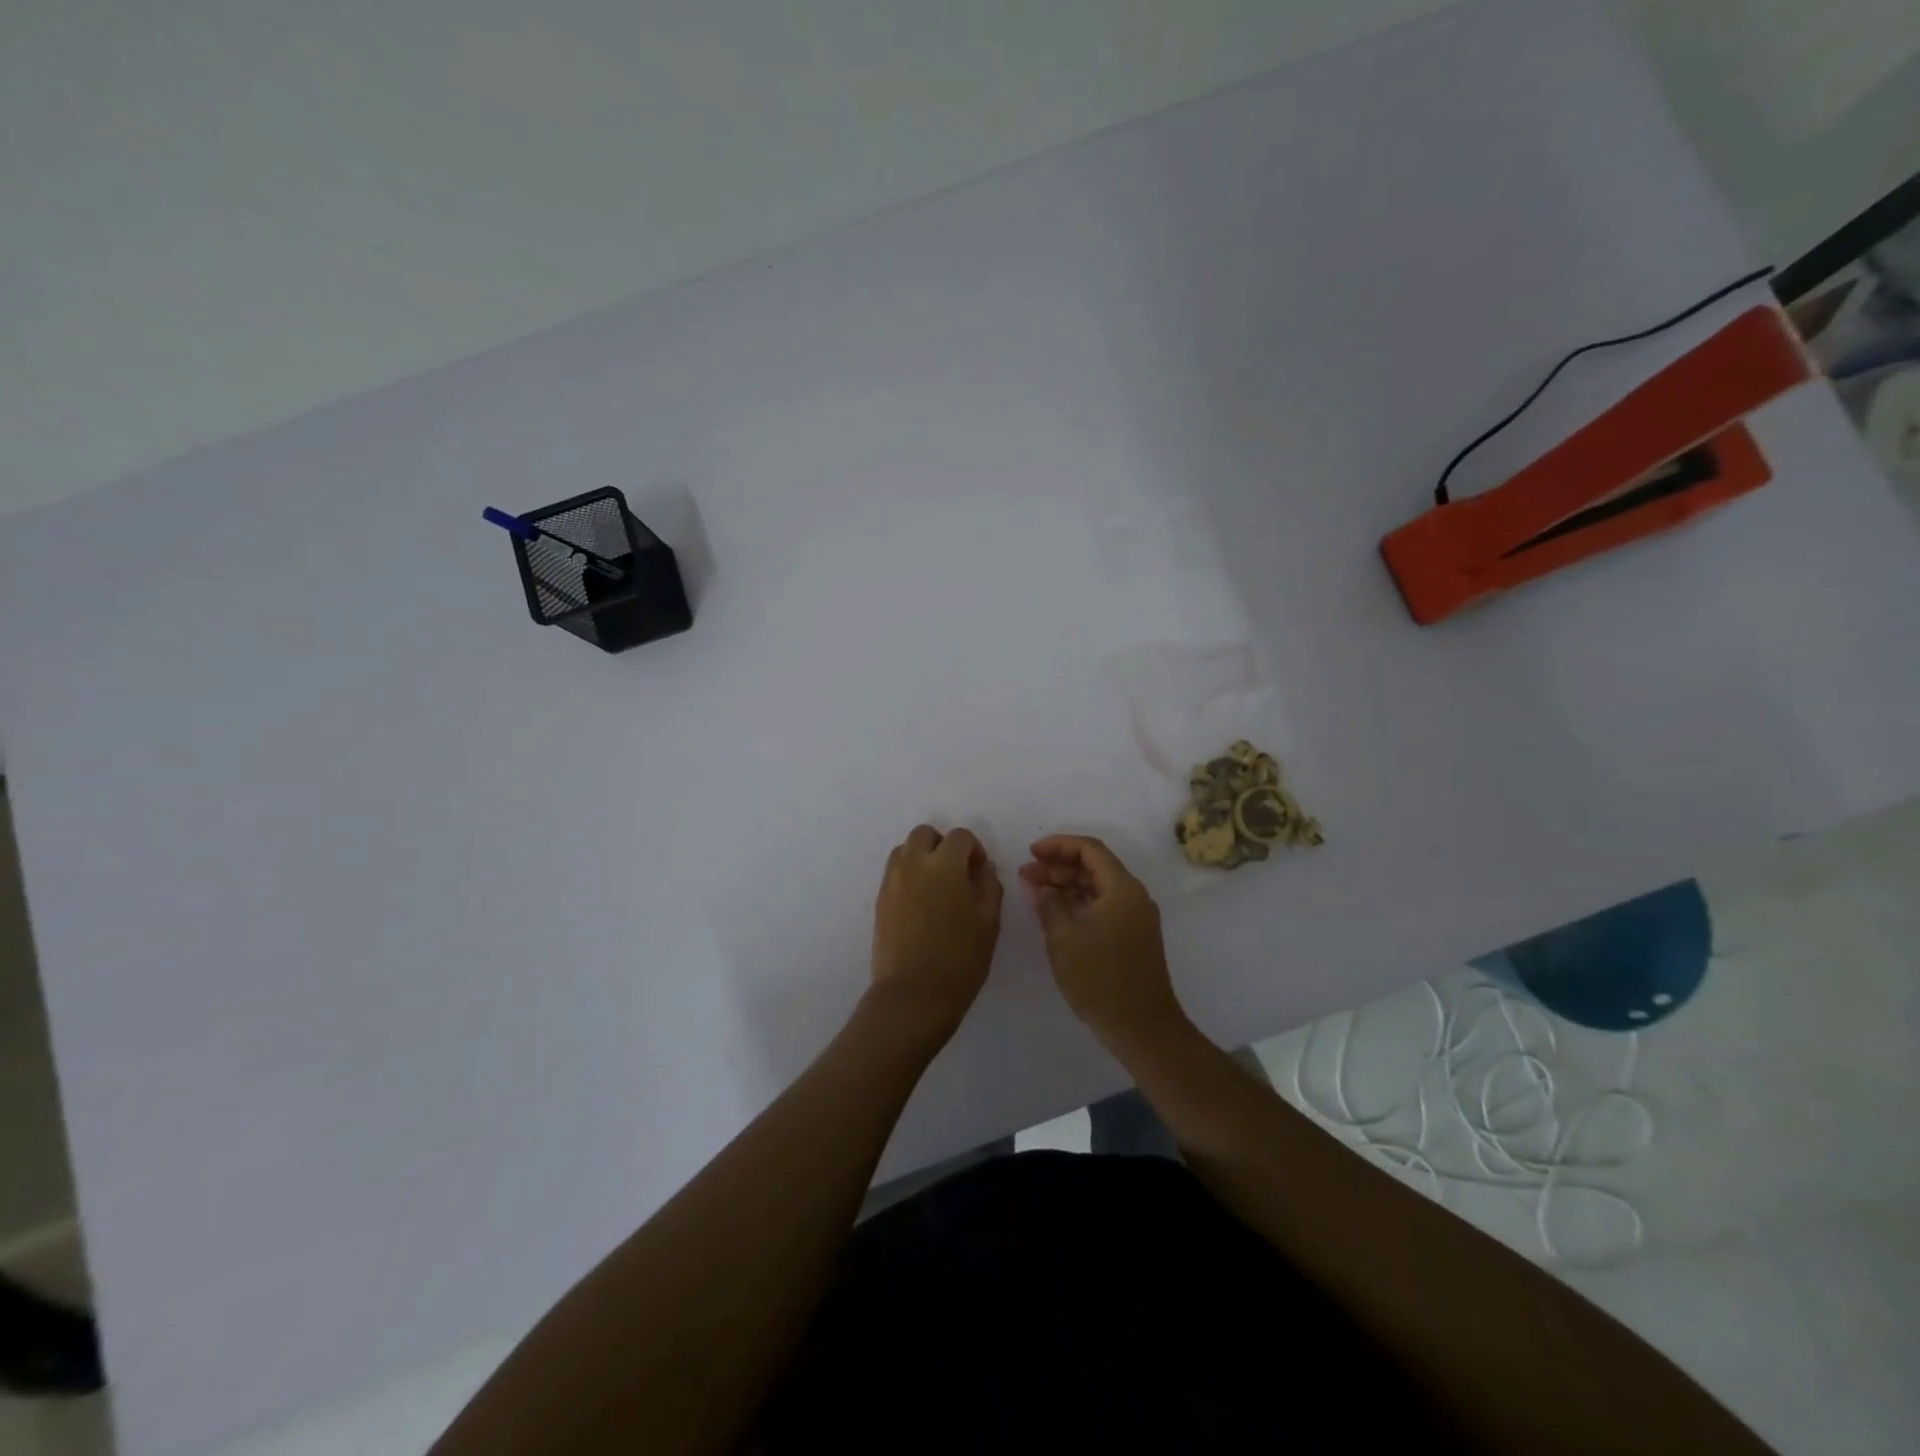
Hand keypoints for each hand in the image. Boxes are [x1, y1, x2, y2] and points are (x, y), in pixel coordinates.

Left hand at [868, 825, 1003, 1046]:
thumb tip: (983, 867)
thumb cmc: (960, 960)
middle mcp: (913, 864)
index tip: (979, 872)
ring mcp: (892, 881)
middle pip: (925, 834)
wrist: (913, 995)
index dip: (974, 849)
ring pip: (905, 850)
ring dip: (922, 857)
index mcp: (944, 865)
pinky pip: (894, 873)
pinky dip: (908, 875)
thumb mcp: (989, 923)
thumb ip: (988, 886)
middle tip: (956, 873)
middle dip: (942, 845)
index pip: (960, 836)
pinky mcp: (880, 900)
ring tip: (936, 887)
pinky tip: (921, 905)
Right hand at [1019, 835, 1186, 1049]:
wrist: (1141, 1027)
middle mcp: (1133, 896)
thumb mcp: (1063, 938)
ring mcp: (1135, 917)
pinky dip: (1078, 903)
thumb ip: (1049, 904)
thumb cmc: (1100, 978)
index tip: (1031, 852)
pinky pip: (1102, 906)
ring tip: (1034, 890)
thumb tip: (1044, 889)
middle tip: (1026, 873)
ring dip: (1066, 885)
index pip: (1090, 849)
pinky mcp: (1132, 936)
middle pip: (1094, 866)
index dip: (1058, 845)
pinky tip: (1054, 910)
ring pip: (1097, 887)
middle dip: (1058, 866)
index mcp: (1122, 888)